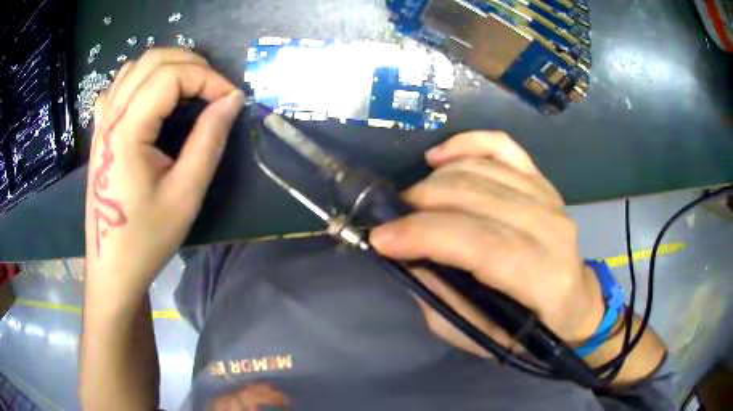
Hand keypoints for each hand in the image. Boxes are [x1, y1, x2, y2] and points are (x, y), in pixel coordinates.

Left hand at [85, 48, 244, 307]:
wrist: (113, 268)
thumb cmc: (147, 238)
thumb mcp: (186, 194)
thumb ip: (209, 140)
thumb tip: (233, 100)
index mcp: (127, 130)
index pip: (171, 76)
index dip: (208, 79)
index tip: (232, 99)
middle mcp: (111, 116)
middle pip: (152, 60)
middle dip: (191, 64)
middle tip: (214, 90)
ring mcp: (102, 123)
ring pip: (134, 67)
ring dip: (167, 66)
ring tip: (190, 87)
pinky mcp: (100, 133)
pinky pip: (118, 86)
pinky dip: (142, 78)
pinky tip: (152, 95)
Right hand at [371, 131, 604, 356]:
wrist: (573, 302)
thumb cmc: (528, 329)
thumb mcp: (479, 335)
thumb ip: (442, 299)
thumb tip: (407, 257)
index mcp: (543, 277)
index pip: (480, 242)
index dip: (424, 235)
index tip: (381, 238)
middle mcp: (551, 227)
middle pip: (475, 196)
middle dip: (420, 204)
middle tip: (394, 222)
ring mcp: (548, 196)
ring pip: (479, 169)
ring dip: (433, 182)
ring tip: (413, 204)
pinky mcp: (541, 179)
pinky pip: (501, 145)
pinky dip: (465, 143)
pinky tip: (438, 157)